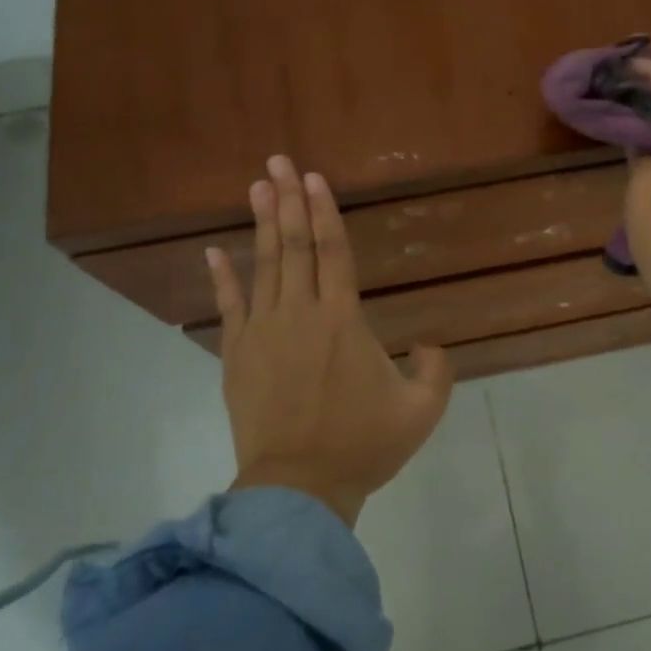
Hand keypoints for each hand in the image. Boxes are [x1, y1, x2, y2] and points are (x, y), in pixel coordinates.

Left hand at [206, 155, 453, 525]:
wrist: (298, 488)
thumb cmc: (362, 446)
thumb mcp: (421, 412)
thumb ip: (436, 371)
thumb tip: (429, 345)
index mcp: (343, 320)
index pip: (333, 252)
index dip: (325, 211)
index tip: (315, 178)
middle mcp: (300, 313)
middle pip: (294, 245)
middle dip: (287, 200)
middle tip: (278, 161)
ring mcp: (263, 332)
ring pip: (264, 266)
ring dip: (261, 224)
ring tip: (256, 186)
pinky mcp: (237, 355)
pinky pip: (230, 306)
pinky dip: (224, 277)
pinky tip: (214, 250)